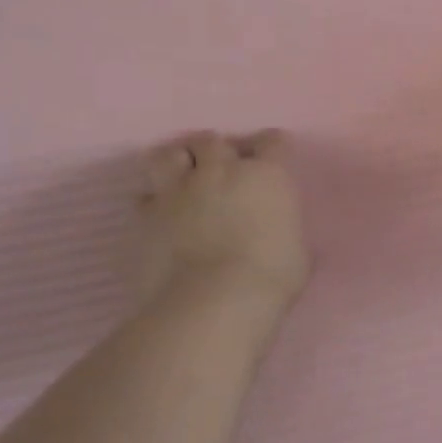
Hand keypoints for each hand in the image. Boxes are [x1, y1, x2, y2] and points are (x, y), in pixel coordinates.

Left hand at [135, 130, 310, 306]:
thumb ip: (286, 232)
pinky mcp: (145, 216)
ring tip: (181, 176)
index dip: (272, 146)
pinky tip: (159, 213)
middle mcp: (221, 172)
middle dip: (217, 150)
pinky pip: (143, 197)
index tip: (272, 156)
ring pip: (169, 155)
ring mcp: (179, 191)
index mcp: (266, 175)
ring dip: (177, 161)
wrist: (213, 301)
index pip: (272, 142)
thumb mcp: (298, 251)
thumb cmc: (271, 276)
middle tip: (220, 166)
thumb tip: (282, 236)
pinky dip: (151, 201)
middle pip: (213, 141)